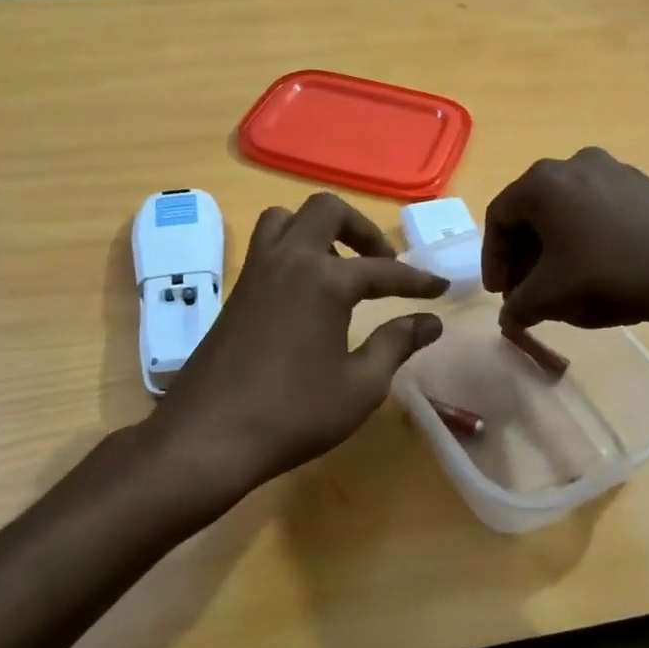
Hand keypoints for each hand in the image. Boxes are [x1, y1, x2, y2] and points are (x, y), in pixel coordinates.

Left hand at [145, 193, 447, 505]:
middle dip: (362, 229)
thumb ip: (397, 344)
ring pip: (286, 220)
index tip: (440, 287)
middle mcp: (289, 260)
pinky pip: (267, 247)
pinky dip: (293, 252)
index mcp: (323, 279)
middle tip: (381, 262)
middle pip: (326, 211)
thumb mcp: (360, 385)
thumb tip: (431, 321)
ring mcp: (255, 273)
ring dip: (318, 231)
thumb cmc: (293, 413)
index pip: (382, 269)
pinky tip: (306, 295)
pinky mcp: (235, 292)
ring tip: (340, 268)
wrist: (208, 436)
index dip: (416, 279)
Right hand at [483, 148, 648, 336]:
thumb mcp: (549, 297)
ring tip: (560, 282)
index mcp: (542, 182)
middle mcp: (573, 163)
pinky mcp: (643, 184)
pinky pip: (598, 208)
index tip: (500, 293)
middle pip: (532, 210)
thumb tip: (509, 316)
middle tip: (526, 290)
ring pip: (566, 209)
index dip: (493, 259)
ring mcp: (613, 169)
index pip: (499, 217)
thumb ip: (517, 306)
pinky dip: (585, 235)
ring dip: (553, 245)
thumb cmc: (607, 275)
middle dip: (523, 254)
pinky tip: (596, 267)